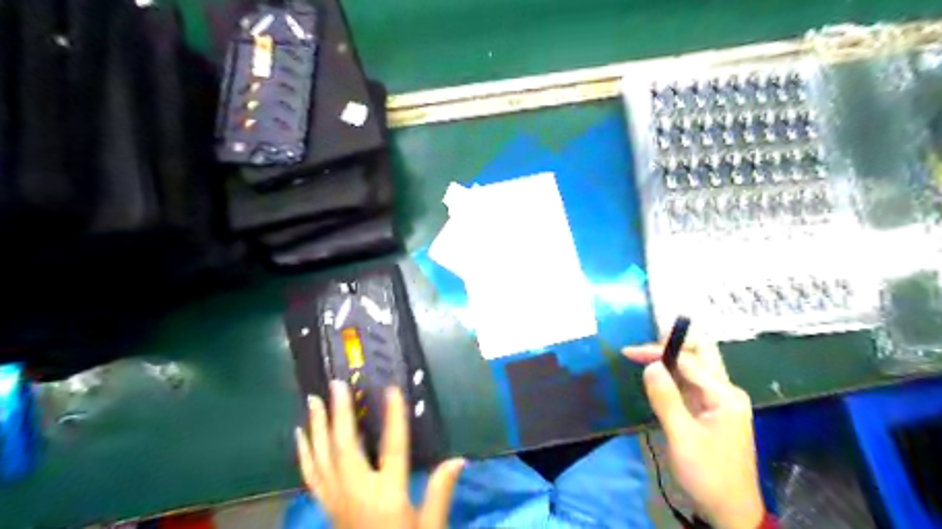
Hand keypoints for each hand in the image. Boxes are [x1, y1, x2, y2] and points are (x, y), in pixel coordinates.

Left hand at [295, 382, 465, 528]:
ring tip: (313, 400)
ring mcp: (336, 500)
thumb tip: (459, 459)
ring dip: (317, 427)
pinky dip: (305, 452)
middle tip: (335, 385)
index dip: (394, 417)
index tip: (392, 389)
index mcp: (387, 495)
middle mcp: (356, 493)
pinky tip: (302, 435)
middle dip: (339, 414)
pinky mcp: (327, 506)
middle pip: (344, 447)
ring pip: (322, 457)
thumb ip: (440, 493)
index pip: (392, 448)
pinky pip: (311, 474)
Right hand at [623, 340, 764, 528]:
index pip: (688, 360)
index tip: (628, 352)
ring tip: (642, 355)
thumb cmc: (708, 474)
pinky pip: (690, 383)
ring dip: (670, 357)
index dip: (657, 352)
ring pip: (695, 365)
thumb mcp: (682, 437)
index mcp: (724, 394)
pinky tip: (655, 375)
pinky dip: (672, 374)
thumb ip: (665, 398)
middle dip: (671, 344)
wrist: (731, 512)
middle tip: (642, 348)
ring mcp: (719, 400)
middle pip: (701, 353)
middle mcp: (725, 390)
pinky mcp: (710, 410)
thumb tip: (650, 364)